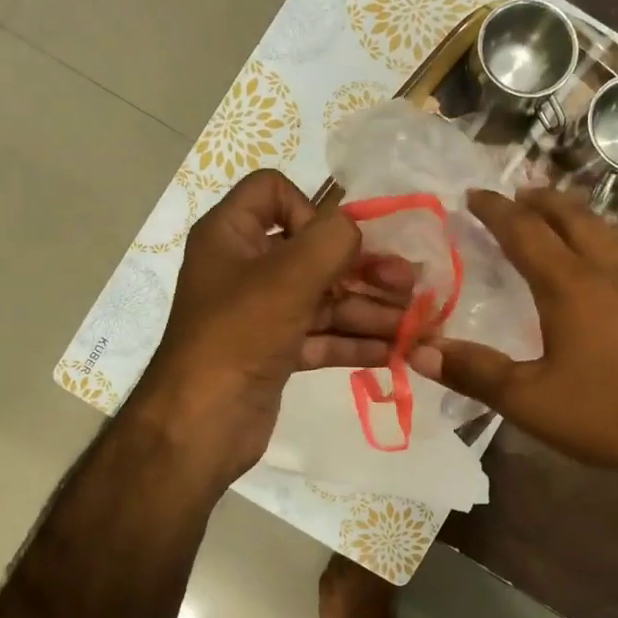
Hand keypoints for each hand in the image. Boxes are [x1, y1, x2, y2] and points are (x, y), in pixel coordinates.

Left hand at [128, 170, 417, 485]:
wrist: (200, 425)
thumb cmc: (238, 336)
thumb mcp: (287, 278)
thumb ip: (330, 240)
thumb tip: (355, 228)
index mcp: (231, 235)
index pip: (272, 192)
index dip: (308, 209)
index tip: (331, 245)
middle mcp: (245, 269)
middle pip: (313, 253)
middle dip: (364, 270)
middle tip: (410, 285)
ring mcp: (261, 314)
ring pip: (323, 299)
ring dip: (370, 310)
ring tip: (417, 324)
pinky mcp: (275, 352)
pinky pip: (321, 336)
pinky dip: (354, 341)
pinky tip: (396, 350)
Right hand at [424, 188, 617, 488]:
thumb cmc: (614, 415)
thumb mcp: (532, 402)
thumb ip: (475, 373)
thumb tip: (419, 350)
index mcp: (572, 286)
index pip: (525, 232)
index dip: (496, 211)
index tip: (474, 195)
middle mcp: (613, 270)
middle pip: (573, 217)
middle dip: (540, 201)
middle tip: (518, 194)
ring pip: (609, 232)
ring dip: (577, 217)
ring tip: (559, 220)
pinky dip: (607, 244)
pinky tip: (611, 269)